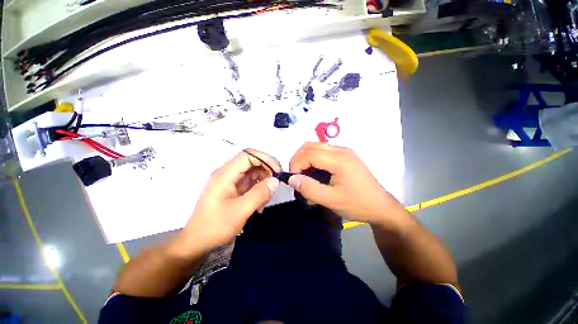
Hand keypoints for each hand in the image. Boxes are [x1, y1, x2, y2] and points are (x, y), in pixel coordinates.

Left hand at [173, 150, 280, 256]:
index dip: (265, 159)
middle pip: (252, 163)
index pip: (248, 155)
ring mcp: (230, 182)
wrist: (196, 243)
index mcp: (225, 174)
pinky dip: (258, 192)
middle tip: (274, 187)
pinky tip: (259, 206)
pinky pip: (250, 184)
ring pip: (253, 174)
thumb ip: (259, 194)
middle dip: (266, 172)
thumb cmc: (214, 227)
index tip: (278, 171)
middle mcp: (227, 174)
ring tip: (264, 202)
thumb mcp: (240, 211)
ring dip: (263, 184)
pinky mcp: (233, 190)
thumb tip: (275, 181)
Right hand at [288, 142, 398, 224]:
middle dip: (298, 159)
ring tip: (303, 175)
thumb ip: (309, 189)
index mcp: (339, 160)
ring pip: (316, 147)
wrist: (381, 207)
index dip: (296, 164)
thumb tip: (291, 179)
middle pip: (310, 146)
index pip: (309, 153)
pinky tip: (315, 173)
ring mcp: (344, 151)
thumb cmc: (358, 204)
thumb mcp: (331, 200)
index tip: (292, 179)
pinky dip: (313, 159)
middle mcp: (341, 150)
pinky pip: (323, 151)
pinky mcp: (345, 156)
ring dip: (305, 158)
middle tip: (295, 176)